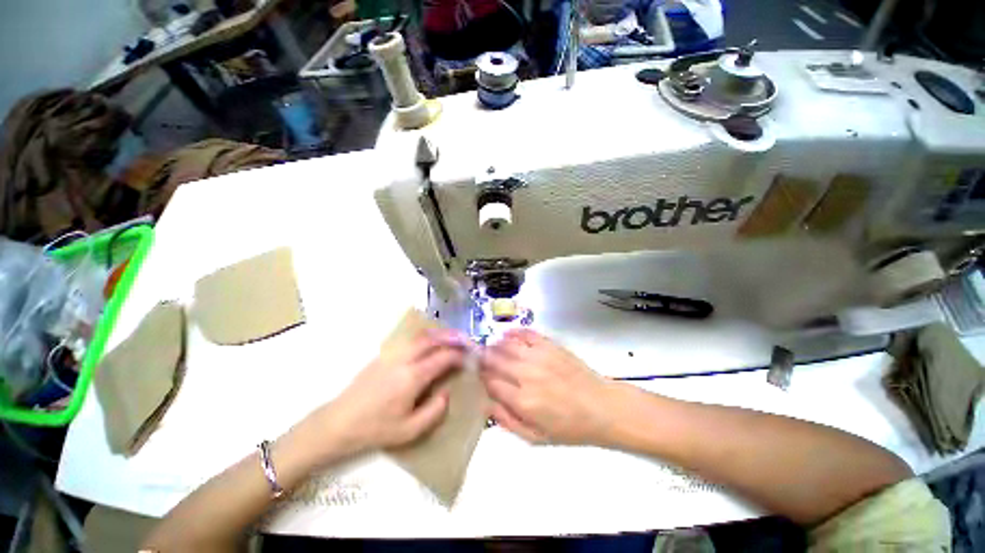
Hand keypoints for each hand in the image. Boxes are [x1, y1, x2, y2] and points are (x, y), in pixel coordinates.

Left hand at [317, 329, 467, 454]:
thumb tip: (446, 392)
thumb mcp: (409, 431)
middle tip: (465, 340)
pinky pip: (409, 339)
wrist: (338, 423)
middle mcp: (404, 359)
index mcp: (412, 377)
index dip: (458, 355)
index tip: (468, 358)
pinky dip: (425, 337)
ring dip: (439, 333)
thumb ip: (434, 411)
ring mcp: (392, 354)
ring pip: (420, 335)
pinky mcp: (383, 354)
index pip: (443, 357)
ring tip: (451, 337)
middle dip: (452, 337)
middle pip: (432, 339)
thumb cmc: (375, 429)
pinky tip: (429, 342)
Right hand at [481, 329, 620, 444]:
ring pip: (506, 344)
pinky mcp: (550, 345)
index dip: (481, 378)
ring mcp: (539, 357)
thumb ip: (507, 421)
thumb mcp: (535, 437)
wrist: (601, 407)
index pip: (490, 382)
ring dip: (495, 345)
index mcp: (523, 401)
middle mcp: (527, 375)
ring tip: (491, 348)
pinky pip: (526, 333)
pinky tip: (507, 335)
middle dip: (483, 358)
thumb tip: (484, 403)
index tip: (479, 376)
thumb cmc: (569, 427)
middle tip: (479, 358)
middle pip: (494, 360)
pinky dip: (513, 332)